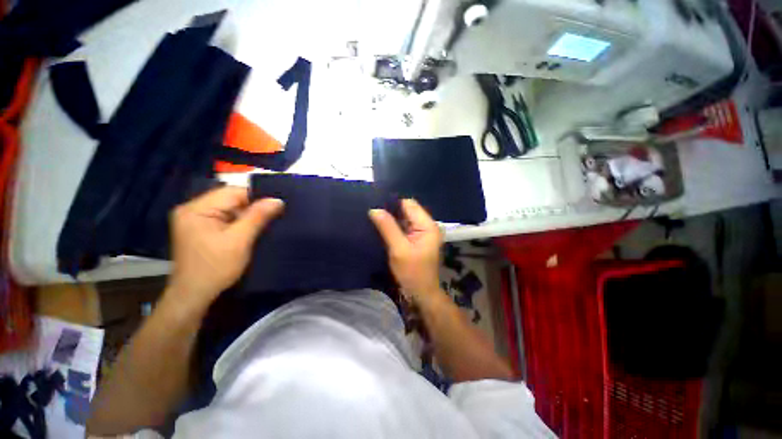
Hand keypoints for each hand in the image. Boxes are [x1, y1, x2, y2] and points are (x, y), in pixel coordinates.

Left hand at [165, 186, 283, 311]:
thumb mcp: (240, 240)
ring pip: (230, 209)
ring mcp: (196, 219)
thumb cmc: (215, 268)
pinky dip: (241, 222)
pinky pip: (226, 218)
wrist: (194, 296)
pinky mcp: (202, 229)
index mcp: (197, 209)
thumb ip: (258, 217)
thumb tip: (277, 200)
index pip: (233, 192)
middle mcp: (193, 209)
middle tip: (275, 214)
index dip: (257, 197)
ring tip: (268, 221)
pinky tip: (253, 228)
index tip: (278, 205)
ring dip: (248, 215)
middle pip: (231, 199)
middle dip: (253, 207)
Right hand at [369, 199, 442, 304]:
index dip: (393, 203)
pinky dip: (394, 226)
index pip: (409, 204)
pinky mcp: (416, 239)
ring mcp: (422, 232)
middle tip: (372, 213)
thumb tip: (374, 209)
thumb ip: (388, 228)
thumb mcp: (399, 249)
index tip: (375, 205)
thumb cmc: (412, 273)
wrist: (421, 293)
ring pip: (404, 218)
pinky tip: (382, 227)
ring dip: (391, 219)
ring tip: (374, 219)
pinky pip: (404, 226)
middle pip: (407, 210)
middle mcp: (427, 225)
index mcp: (428, 225)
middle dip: (391, 211)